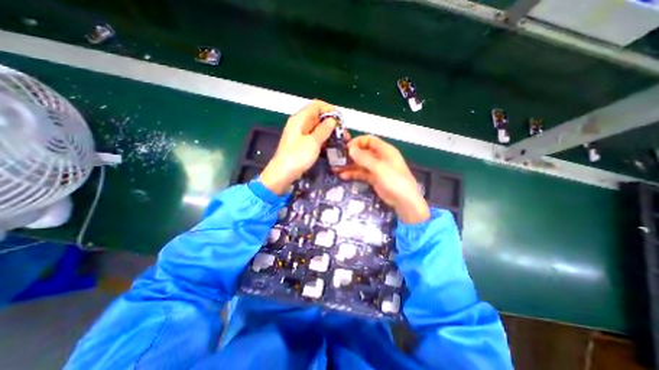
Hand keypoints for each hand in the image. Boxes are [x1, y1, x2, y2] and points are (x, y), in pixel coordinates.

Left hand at [259, 100, 336, 194]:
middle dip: (332, 123)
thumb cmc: (297, 156)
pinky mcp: (302, 144)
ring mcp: (301, 134)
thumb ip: (324, 129)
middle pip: (318, 117)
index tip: (340, 120)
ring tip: (341, 141)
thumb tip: (333, 120)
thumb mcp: (313, 142)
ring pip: (318, 128)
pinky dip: (324, 140)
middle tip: (343, 134)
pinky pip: (315, 138)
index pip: (317, 105)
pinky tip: (332, 147)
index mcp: (300, 119)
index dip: (330, 110)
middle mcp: (300, 124)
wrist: (283, 173)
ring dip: (329, 133)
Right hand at [336, 135, 429, 222]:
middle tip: (337, 160)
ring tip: (336, 169)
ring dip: (349, 165)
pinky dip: (353, 174)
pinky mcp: (373, 178)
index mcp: (385, 150)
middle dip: (350, 155)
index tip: (346, 148)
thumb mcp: (379, 168)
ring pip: (360, 163)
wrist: (404, 201)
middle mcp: (380, 157)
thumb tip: (351, 149)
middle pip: (363, 152)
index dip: (357, 142)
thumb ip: (364, 158)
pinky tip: (343, 176)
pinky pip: (361, 173)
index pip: (369, 140)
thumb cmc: (394, 181)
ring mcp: (376, 168)